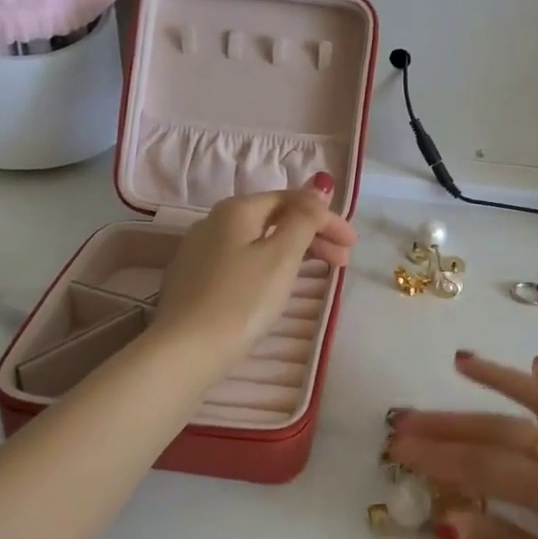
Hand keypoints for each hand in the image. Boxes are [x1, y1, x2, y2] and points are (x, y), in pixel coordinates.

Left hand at [154, 176, 357, 372]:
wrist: (185, 351)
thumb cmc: (242, 300)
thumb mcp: (282, 255)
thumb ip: (304, 218)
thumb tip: (317, 187)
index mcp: (236, 209)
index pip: (291, 200)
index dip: (326, 217)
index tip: (352, 243)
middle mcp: (213, 222)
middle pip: (273, 219)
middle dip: (312, 235)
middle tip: (342, 261)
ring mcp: (199, 252)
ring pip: (256, 241)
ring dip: (292, 252)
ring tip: (317, 274)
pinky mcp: (193, 281)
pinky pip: (240, 261)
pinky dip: (267, 266)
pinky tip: (276, 286)